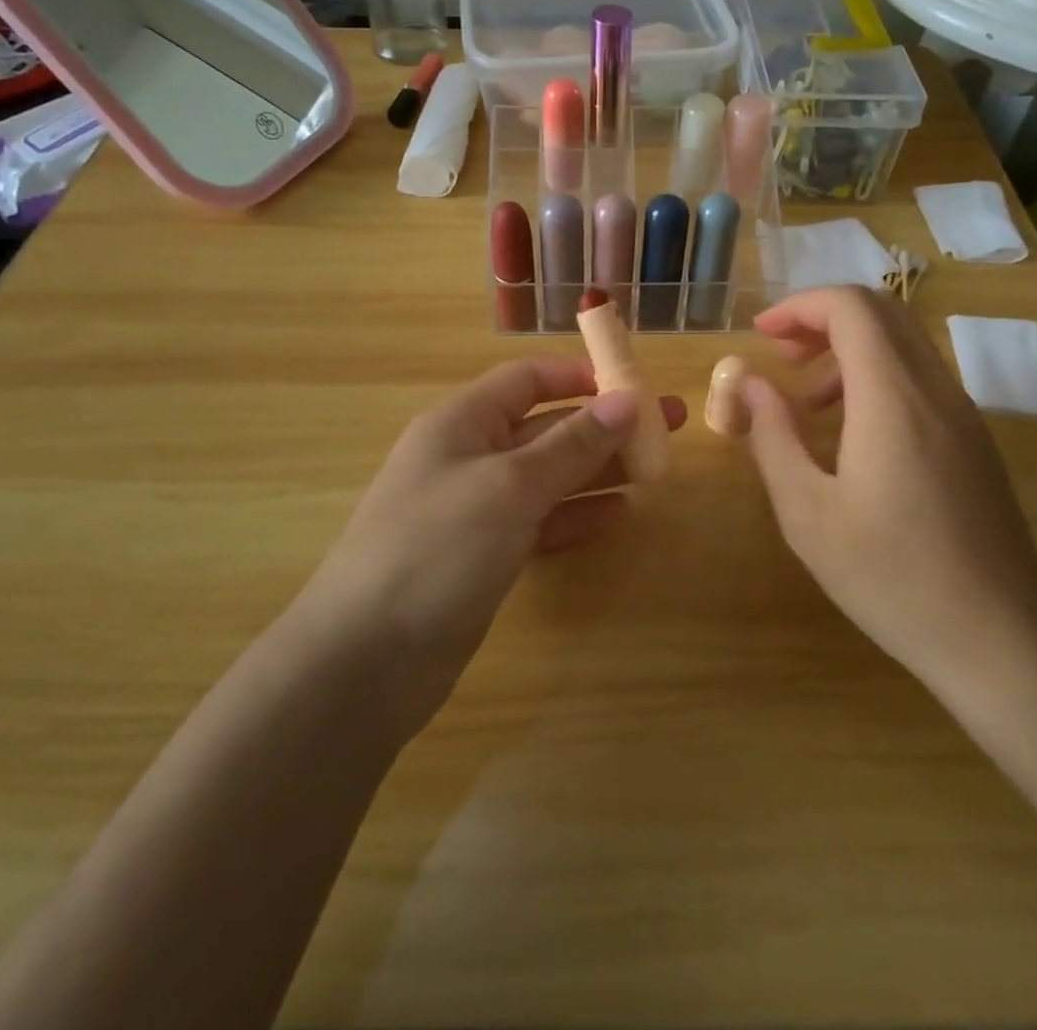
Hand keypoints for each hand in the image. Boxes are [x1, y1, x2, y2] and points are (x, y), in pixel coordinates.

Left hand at [301, 357, 685, 740]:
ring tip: (656, 470)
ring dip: (599, 470)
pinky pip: (540, 521)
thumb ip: (570, 444)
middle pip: (547, 427)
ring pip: (549, 476)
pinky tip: (619, 514)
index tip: (632, 382)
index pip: (526, 379)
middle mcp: (469, 457)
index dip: (578, 376)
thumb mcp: (509, 486)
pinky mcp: (484, 555)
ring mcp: (476, 509)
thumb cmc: (436, 549)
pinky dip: (577, 514)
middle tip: (669, 426)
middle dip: (605, 425)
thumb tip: (626, 400)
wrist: (366, 660)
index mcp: (462, 422)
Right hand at [740, 287, 1036, 708]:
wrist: (1001, 640)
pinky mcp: (975, 442)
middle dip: (823, 319)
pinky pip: (921, 380)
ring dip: (850, 351)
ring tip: (808, 403)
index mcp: (894, 397)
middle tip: (782, 357)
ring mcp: (964, 415)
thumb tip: (749, 383)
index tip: (761, 334)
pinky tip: (852, 436)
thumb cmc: (892, 578)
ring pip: (904, 345)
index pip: (852, 307)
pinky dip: (877, 379)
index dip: (800, 306)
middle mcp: (936, 390)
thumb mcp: (808, 513)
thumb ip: (773, 437)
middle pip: (882, 313)